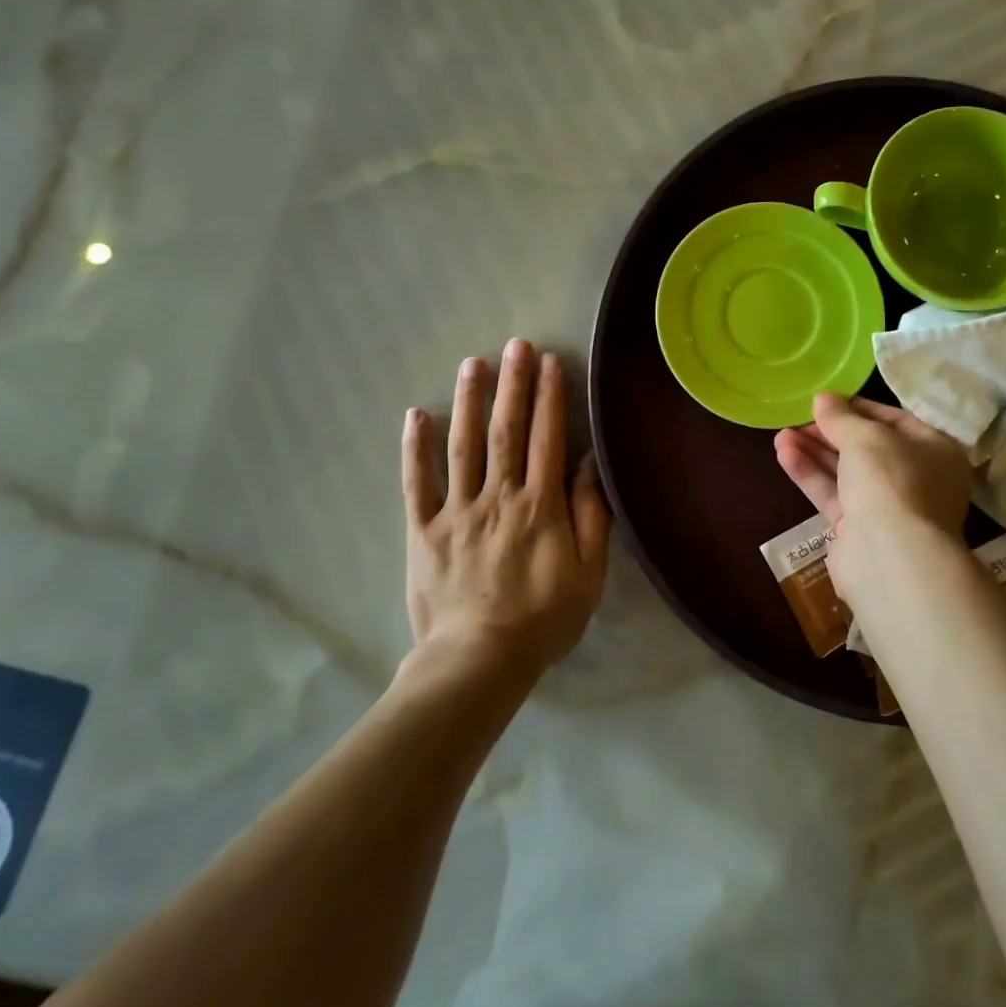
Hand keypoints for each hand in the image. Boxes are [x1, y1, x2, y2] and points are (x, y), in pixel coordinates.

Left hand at [402, 339, 609, 677]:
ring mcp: (456, 511)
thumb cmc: (543, 618)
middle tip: (514, 345)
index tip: (549, 362)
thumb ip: (590, 515)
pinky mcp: (423, 530)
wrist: (478, 661)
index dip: (549, 397)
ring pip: (462, 446)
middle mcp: (498, 496)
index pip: (547, 438)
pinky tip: (416, 414)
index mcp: (539, 505)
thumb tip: (588, 464)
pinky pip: (417, 483)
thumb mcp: (587, 573)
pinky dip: (415, 448)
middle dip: (512, 385)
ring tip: (472, 363)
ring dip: (468, 401)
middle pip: (506, 431)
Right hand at [773, 393, 970, 599]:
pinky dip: (811, 475)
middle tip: (798, 418)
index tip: (826, 401)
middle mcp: (916, 478)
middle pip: (867, 447)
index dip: (858, 408)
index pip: (895, 420)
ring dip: (814, 452)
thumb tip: (823, 399)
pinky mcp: (859, 530)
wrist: (890, 556)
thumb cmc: (891, 481)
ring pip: (846, 472)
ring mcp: (888, 507)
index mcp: (935, 451)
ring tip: (780, 435)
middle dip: (830, 432)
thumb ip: (841, 417)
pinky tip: (784, 455)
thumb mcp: (865, 437)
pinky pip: (834, 494)